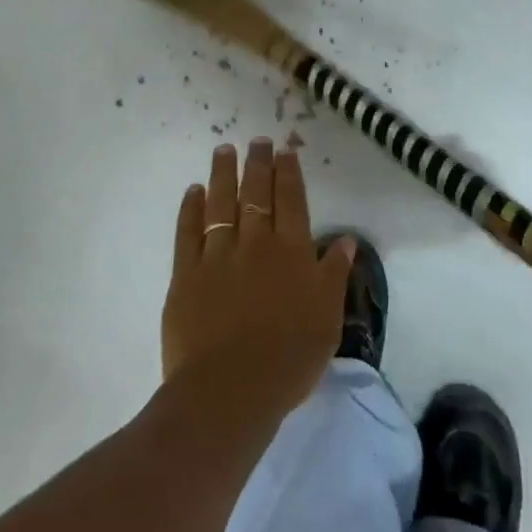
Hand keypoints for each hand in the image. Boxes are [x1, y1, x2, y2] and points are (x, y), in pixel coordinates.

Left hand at [160, 139, 351, 423]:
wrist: (230, 390)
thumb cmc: (289, 358)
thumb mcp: (327, 318)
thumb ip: (335, 274)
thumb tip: (345, 239)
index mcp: (292, 252)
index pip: (292, 201)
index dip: (288, 174)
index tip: (285, 151)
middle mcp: (255, 244)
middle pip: (256, 194)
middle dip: (257, 164)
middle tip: (256, 141)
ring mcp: (217, 256)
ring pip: (220, 204)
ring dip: (222, 175)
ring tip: (224, 150)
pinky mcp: (185, 275)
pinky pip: (187, 232)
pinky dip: (190, 209)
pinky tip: (193, 191)